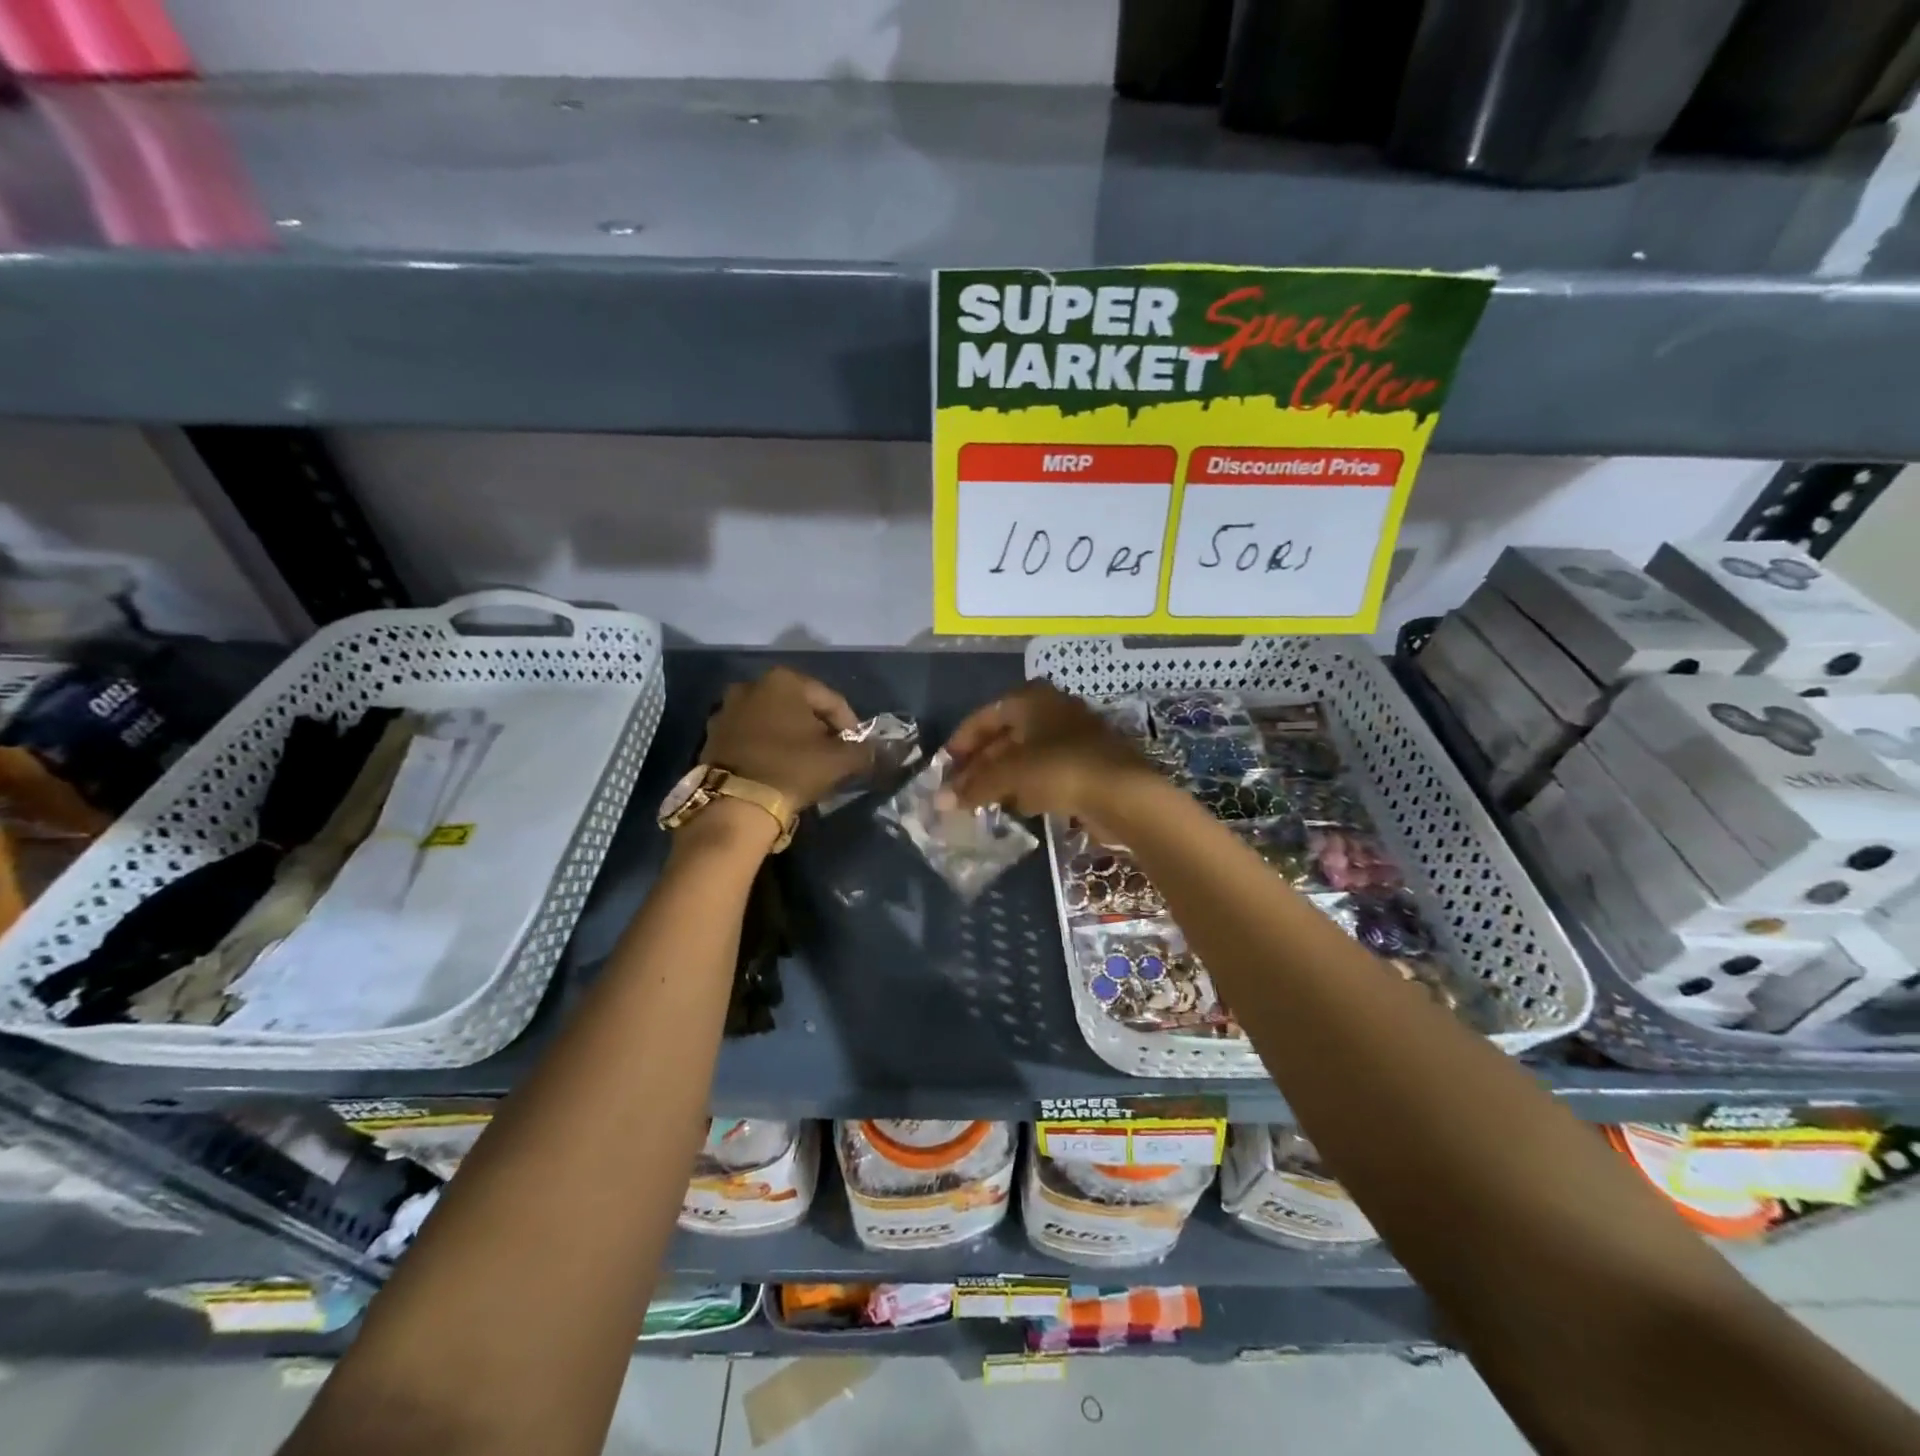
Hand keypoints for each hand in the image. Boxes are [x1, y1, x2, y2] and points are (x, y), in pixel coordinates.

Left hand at [701, 667, 872, 809]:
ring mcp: (726, 710)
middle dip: (818, 728)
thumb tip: (876, 751)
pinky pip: (751, 736)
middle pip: (799, 707)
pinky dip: (767, 747)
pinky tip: (778, 768)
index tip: (857, 749)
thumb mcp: (839, 760)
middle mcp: (751, 686)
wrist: (736, 804)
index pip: (831, 700)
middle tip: (832, 754)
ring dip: (791, 737)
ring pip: (773, 721)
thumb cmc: (792, 769)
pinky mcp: (712, 736)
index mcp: (784, 681)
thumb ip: (863, 751)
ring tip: (805, 763)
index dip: (849, 725)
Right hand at [942, 682, 1158, 831]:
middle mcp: (1052, 709)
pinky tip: (1016, 805)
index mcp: (1031, 698)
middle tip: (960, 790)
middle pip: (1005, 735)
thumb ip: (973, 785)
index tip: (944, 767)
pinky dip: (1028, 785)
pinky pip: (1047, 771)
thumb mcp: (1009, 774)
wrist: (1123, 794)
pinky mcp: (1087, 763)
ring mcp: (1073, 736)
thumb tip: (940, 800)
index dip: (961, 742)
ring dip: (1003, 777)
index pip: (985, 716)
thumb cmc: (1059, 769)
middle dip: (981, 763)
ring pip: (1026, 755)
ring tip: (981, 801)